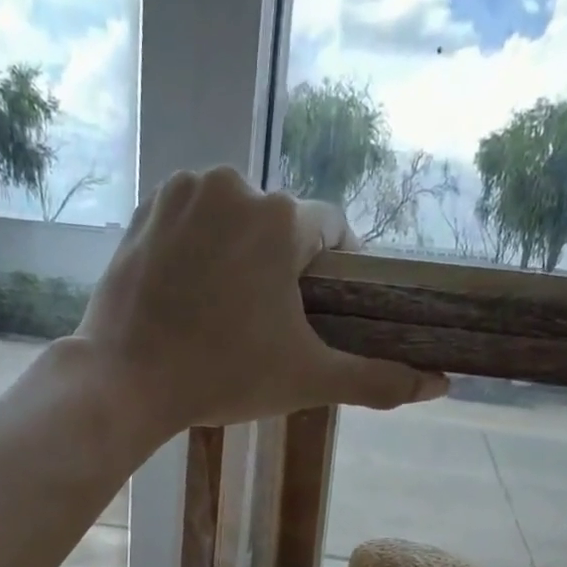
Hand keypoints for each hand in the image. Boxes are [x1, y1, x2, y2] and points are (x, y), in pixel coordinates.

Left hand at [75, 167, 448, 439]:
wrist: (126, 381)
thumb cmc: (223, 377)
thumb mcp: (307, 381)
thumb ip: (376, 379)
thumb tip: (441, 384)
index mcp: (280, 218)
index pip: (331, 233)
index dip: (331, 276)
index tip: (314, 317)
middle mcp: (234, 183)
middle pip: (279, 227)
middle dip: (280, 271)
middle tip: (262, 328)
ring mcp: (182, 191)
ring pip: (234, 221)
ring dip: (239, 257)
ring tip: (223, 315)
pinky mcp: (145, 208)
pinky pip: (192, 222)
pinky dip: (198, 250)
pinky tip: (188, 295)